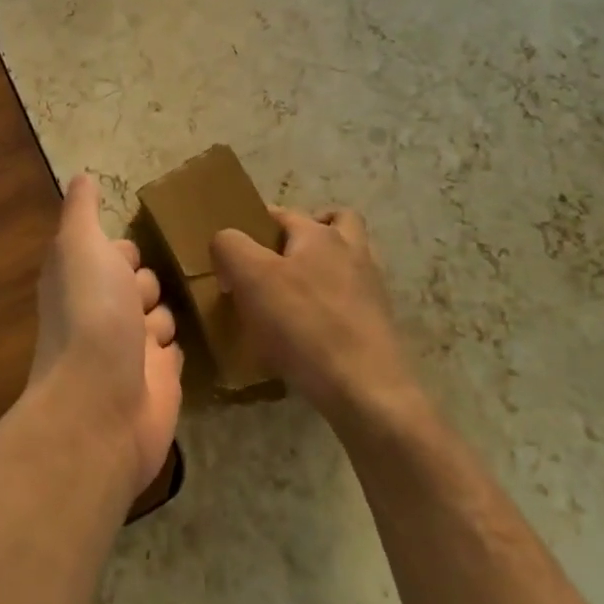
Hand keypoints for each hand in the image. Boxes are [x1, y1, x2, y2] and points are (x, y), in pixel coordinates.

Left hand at [29, 175, 182, 493]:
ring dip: (166, 314)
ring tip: (166, 324)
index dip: (125, 251)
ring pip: (162, 314)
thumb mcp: (80, 246)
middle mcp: (103, 313)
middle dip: (149, 283)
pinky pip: (176, 350)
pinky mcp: (159, 380)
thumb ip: (82, 211)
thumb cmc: (91, 313)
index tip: (132, 253)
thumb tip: (81, 176)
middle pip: (141, 281)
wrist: (103, 405)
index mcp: (80, 281)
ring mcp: (131, 349)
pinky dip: (180, 345)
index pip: (113, 253)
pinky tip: (190, 342)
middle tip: (148, 295)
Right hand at [209, 207, 417, 425]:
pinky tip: (313, 326)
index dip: (254, 225)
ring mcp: (371, 288)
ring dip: (327, 264)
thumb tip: (225, 243)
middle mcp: (352, 251)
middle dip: (310, 230)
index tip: (234, 253)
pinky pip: (353, 297)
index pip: (283, 213)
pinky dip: (335, 301)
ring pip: (350, 258)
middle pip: (336, 222)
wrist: (366, 389)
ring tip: (296, 290)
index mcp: (319, 235)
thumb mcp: (251, 278)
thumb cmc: (304, 325)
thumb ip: (230, 247)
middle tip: (278, 258)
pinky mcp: (379, 323)